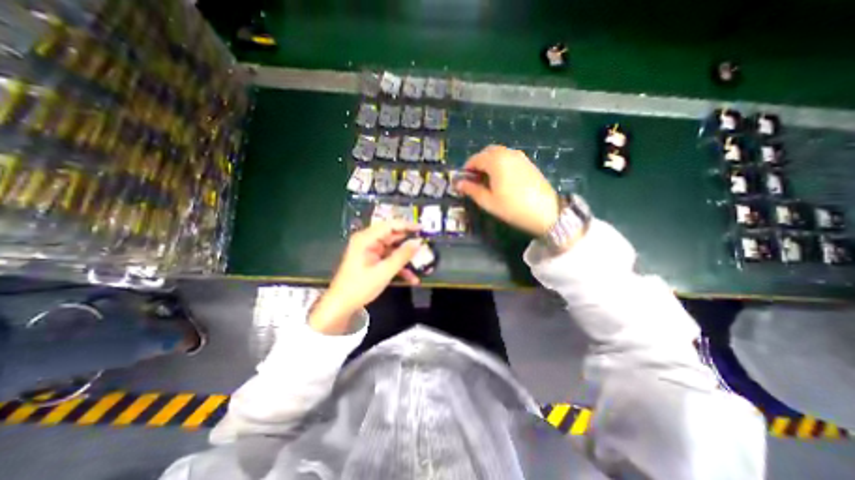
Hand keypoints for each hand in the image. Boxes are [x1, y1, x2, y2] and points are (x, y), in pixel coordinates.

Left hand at [312, 221, 423, 332]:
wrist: (341, 305)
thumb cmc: (360, 287)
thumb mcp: (384, 271)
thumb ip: (402, 256)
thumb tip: (418, 243)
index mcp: (366, 239)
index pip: (390, 225)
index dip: (407, 225)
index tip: (423, 228)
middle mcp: (368, 241)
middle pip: (393, 236)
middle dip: (409, 243)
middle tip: (426, 246)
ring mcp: (370, 251)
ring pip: (393, 249)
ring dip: (406, 258)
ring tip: (422, 263)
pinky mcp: (373, 260)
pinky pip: (389, 259)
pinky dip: (399, 266)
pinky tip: (411, 278)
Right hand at [455, 144, 561, 236]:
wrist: (546, 212)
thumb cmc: (512, 208)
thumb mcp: (488, 202)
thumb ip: (471, 190)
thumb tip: (458, 184)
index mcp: (496, 161)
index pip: (475, 159)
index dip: (466, 169)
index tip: (463, 181)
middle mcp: (508, 153)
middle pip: (487, 152)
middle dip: (478, 163)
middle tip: (475, 180)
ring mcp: (520, 157)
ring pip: (499, 154)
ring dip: (489, 163)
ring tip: (487, 181)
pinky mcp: (528, 163)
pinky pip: (509, 158)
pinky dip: (501, 164)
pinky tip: (502, 179)